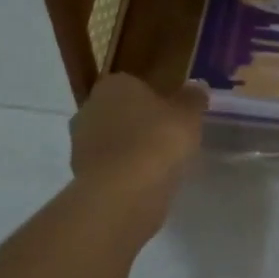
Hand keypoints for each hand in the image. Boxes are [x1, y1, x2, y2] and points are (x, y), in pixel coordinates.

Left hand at [69, 74, 208, 227]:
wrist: (122, 193)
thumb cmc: (157, 141)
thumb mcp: (188, 115)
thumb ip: (193, 98)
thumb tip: (197, 86)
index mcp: (114, 85)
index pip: (135, 85)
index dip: (156, 100)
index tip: (173, 116)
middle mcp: (90, 107)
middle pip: (121, 112)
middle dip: (140, 124)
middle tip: (168, 140)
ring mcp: (80, 142)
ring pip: (113, 141)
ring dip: (131, 150)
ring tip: (159, 166)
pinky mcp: (80, 174)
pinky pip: (110, 167)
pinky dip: (124, 173)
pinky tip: (144, 184)